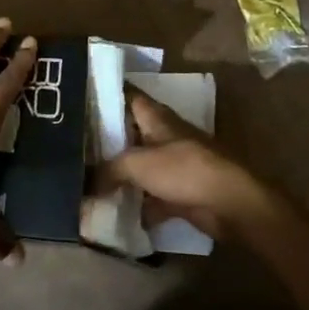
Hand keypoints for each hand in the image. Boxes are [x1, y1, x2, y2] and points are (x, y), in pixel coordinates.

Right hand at [101, 90, 283, 240]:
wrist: (230, 203)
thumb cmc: (184, 170)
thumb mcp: (138, 164)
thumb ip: (109, 170)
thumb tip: (84, 182)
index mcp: (157, 119)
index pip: (130, 97)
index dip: (108, 94)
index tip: (83, 97)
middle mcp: (166, 137)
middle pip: (133, 133)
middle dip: (108, 140)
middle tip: (77, 146)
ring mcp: (176, 165)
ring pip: (142, 166)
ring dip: (122, 175)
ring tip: (89, 181)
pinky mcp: (182, 192)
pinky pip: (153, 197)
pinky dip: (139, 205)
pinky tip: (117, 215)